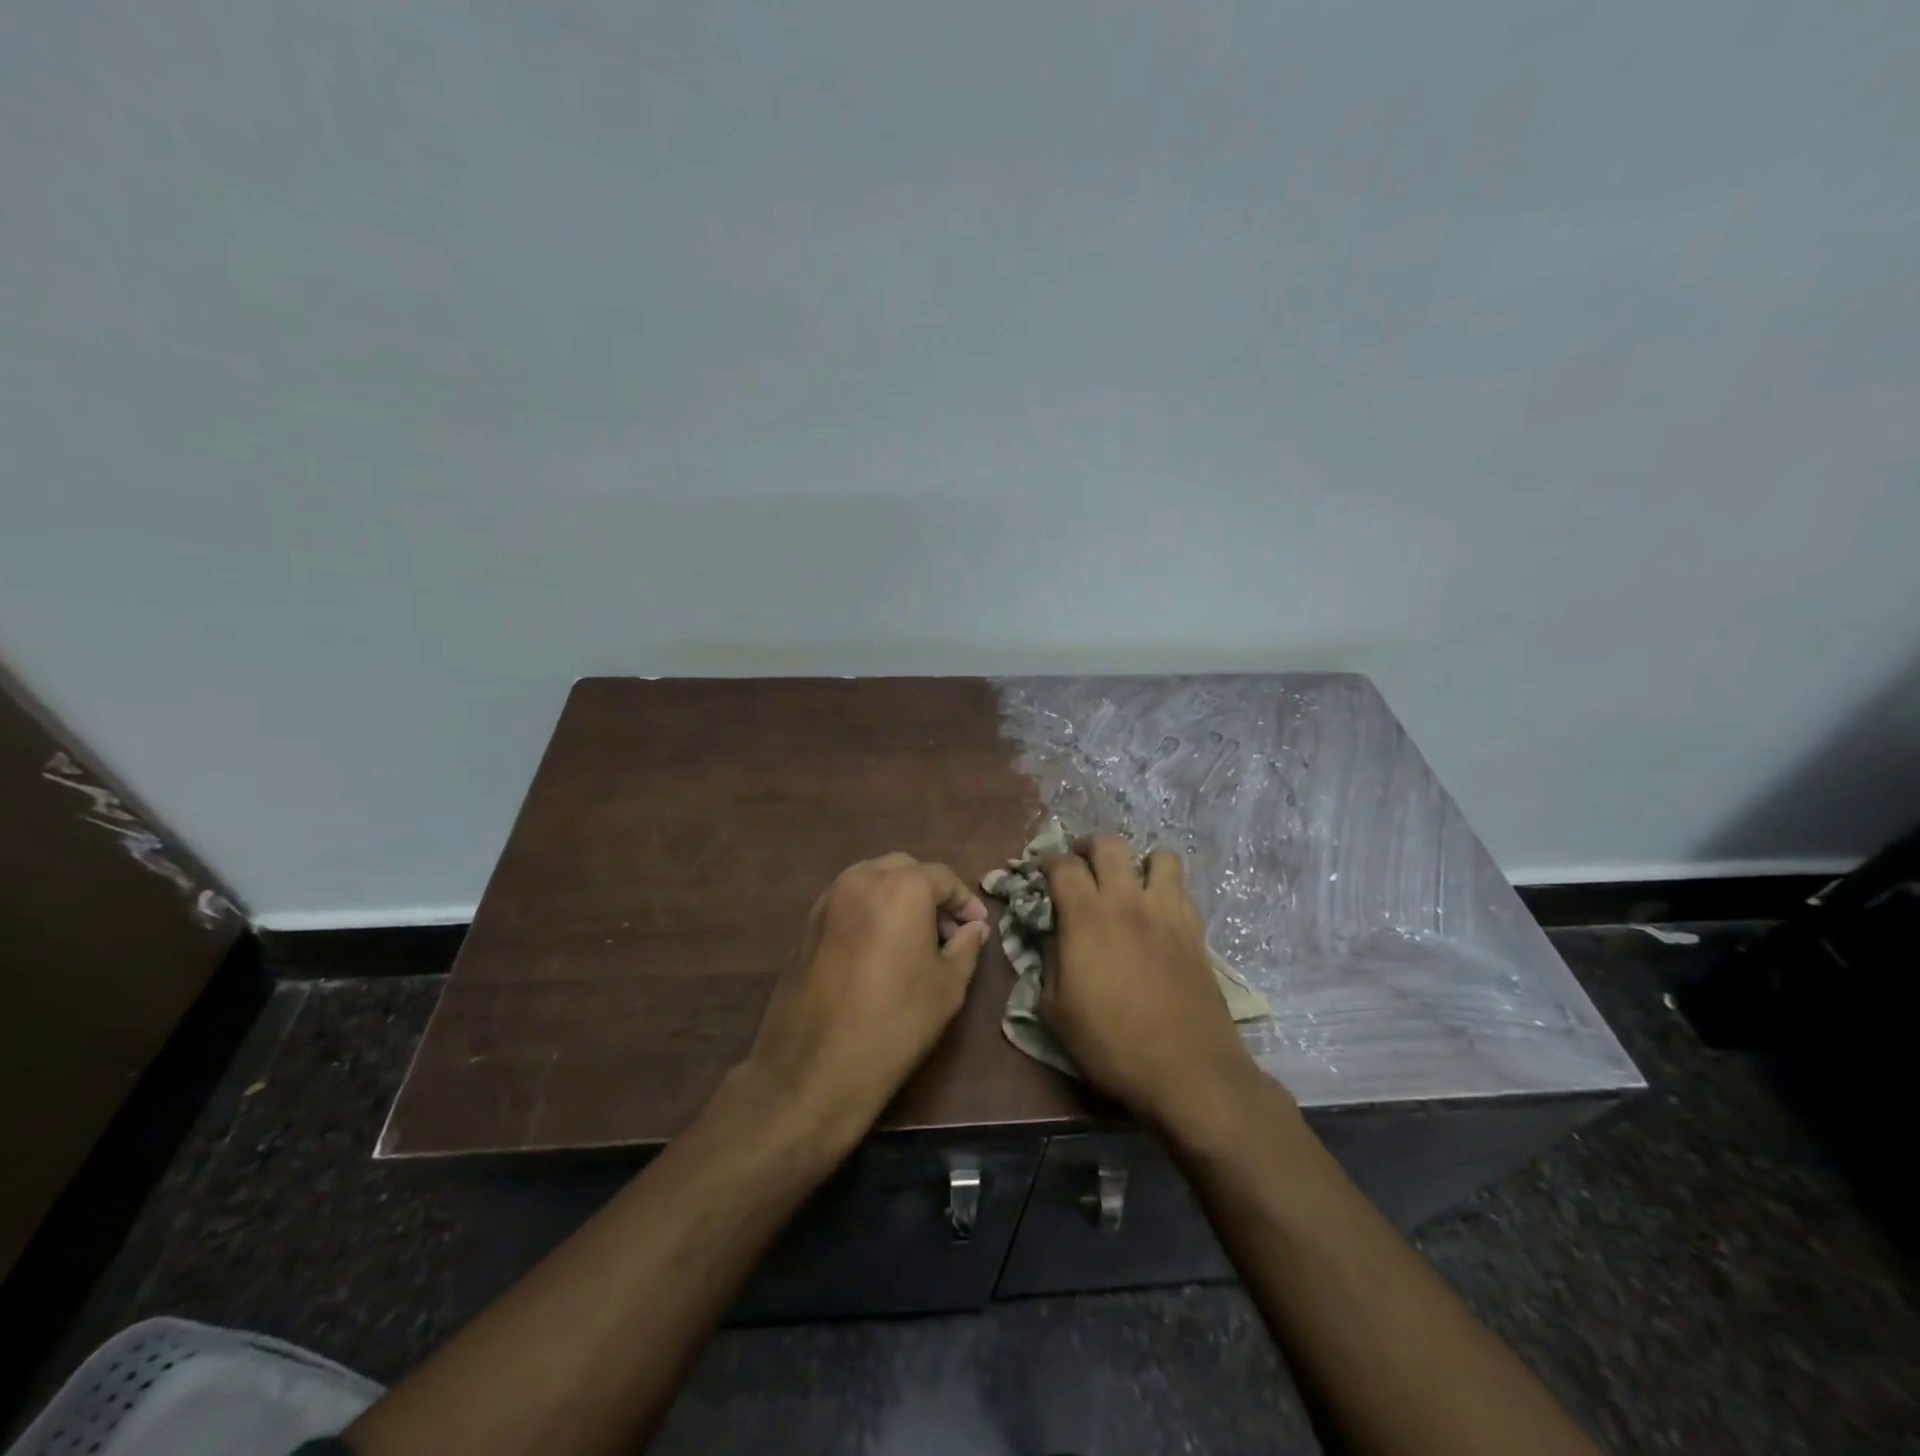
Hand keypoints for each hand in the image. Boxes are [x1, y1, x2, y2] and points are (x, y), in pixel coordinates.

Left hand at [742, 853, 991, 1149]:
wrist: (814, 1068)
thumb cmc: (894, 1023)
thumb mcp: (948, 987)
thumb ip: (965, 947)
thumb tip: (973, 929)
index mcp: (901, 887)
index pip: (942, 878)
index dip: (965, 901)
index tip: (977, 926)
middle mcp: (861, 879)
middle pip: (904, 870)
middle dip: (930, 892)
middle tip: (948, 930)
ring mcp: (828, 900)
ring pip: (872, 880)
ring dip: (898, 897)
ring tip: (915, 937)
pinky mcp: (807, 924)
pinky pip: (849, 902)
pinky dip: (870, 910)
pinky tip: (881, 948)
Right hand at [1041, 834, 1273, 1133]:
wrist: (1188, 1071)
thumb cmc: (1112, 1044)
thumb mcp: (1056, 1011)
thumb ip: (1049, 963)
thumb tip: (1053, 938)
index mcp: (1086, 917)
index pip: (1063, 865)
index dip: (1047, 861)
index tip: (1041, 872)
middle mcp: (1127, 902)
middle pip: (1110, 844)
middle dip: (1088, 846)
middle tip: (1080, 865)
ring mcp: (1167, 913)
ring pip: (1159, 856)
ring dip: (1139, 862)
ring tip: (1128, 883)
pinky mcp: (1195, 932)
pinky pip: (1183, 889)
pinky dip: (1166, 889)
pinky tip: (1157, 913)